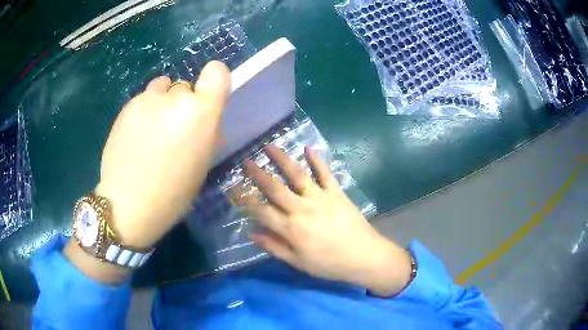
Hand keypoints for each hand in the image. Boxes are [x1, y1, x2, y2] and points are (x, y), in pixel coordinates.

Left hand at [96, 61, 229, 248]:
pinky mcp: (126, 106)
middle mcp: (174, 98)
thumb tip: (203, 120)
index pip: (217, 72)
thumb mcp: (201, 165)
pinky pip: (143, 100)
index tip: (206, 98)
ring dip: (162, 104)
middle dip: (182, 104)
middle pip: (186, 88)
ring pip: (162, 89)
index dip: (215, 80)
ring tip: (152, 131)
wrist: (127, 204)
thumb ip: (206, 132)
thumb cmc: (172, 194)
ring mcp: (147, 100)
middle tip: (173, 131)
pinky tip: (136, 136)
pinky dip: (144, 112)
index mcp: (200, 114)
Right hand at [236, 145, 412, 296]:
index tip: (232, 187)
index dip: (244, 198)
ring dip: (282, 159)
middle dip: (258, 173)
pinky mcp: (337, 193)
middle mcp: (302, 208)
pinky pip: (325, 173)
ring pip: (297, 175)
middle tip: (246, 161)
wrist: (363, 256)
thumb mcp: (298, 263)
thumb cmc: (329, 264)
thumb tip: (251, 233)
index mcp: (290, 229)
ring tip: (270, 146)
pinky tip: (308, 148)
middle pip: (275, 188)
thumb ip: (274, 247)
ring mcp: (320, 198)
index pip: (261, 210)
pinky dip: (317, 160)